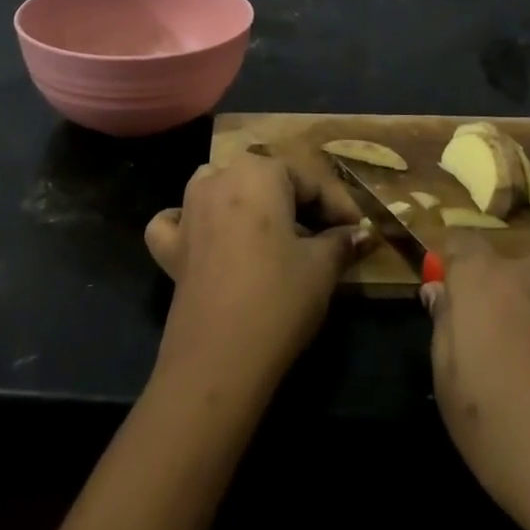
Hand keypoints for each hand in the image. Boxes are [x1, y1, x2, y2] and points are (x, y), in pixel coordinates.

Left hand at [144, 151, 369, 390]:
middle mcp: (218, 178)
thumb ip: (341, 242)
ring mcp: (188, 210)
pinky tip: (206, 239)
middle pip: (265, 180)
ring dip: (245, 203)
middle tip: (325, 237)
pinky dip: (191, 224)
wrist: (220, 357)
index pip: (309, 181)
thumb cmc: (278, 298)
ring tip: (273, 234)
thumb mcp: (322, 267)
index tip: (358, 231)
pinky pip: (178, 222)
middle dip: (296, 203)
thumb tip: (361, 234)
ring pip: (219, 188)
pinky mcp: (169, 246)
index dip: (338, 207)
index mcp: (259, 172)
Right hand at [423, 236, 529, 529]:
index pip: (461, 245)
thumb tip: (443, 293)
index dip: (456, 273)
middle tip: (515, 363)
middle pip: (517, 274)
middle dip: (511, 304)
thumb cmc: (520, 448)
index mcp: (488, 282)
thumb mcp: (453, 397)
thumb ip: (444, 330)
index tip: (459, 310)